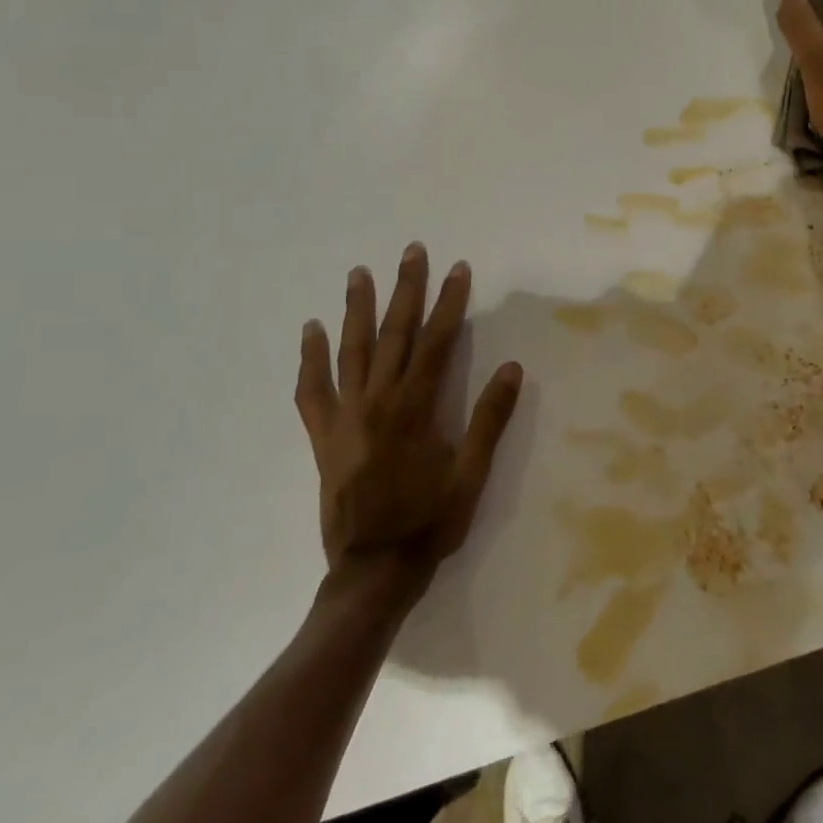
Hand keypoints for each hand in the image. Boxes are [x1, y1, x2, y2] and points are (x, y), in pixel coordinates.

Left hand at [295, 244, 523, 600]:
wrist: (373, 570)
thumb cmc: (430, 522)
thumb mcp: (472, 474)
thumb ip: (489, 419)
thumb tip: (512, 368)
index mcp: (415, 409)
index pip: (435, 342)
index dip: (448, 303)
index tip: (457, 269)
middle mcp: (376, 402)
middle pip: (392, 334)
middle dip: (404, 289)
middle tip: (411, 251)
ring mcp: (344, 417)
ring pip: (350, 351)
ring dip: (356, 310)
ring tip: (359, 274)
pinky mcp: (323, 437)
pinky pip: (311, 391)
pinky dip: (310, 359)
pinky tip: (310, 332)